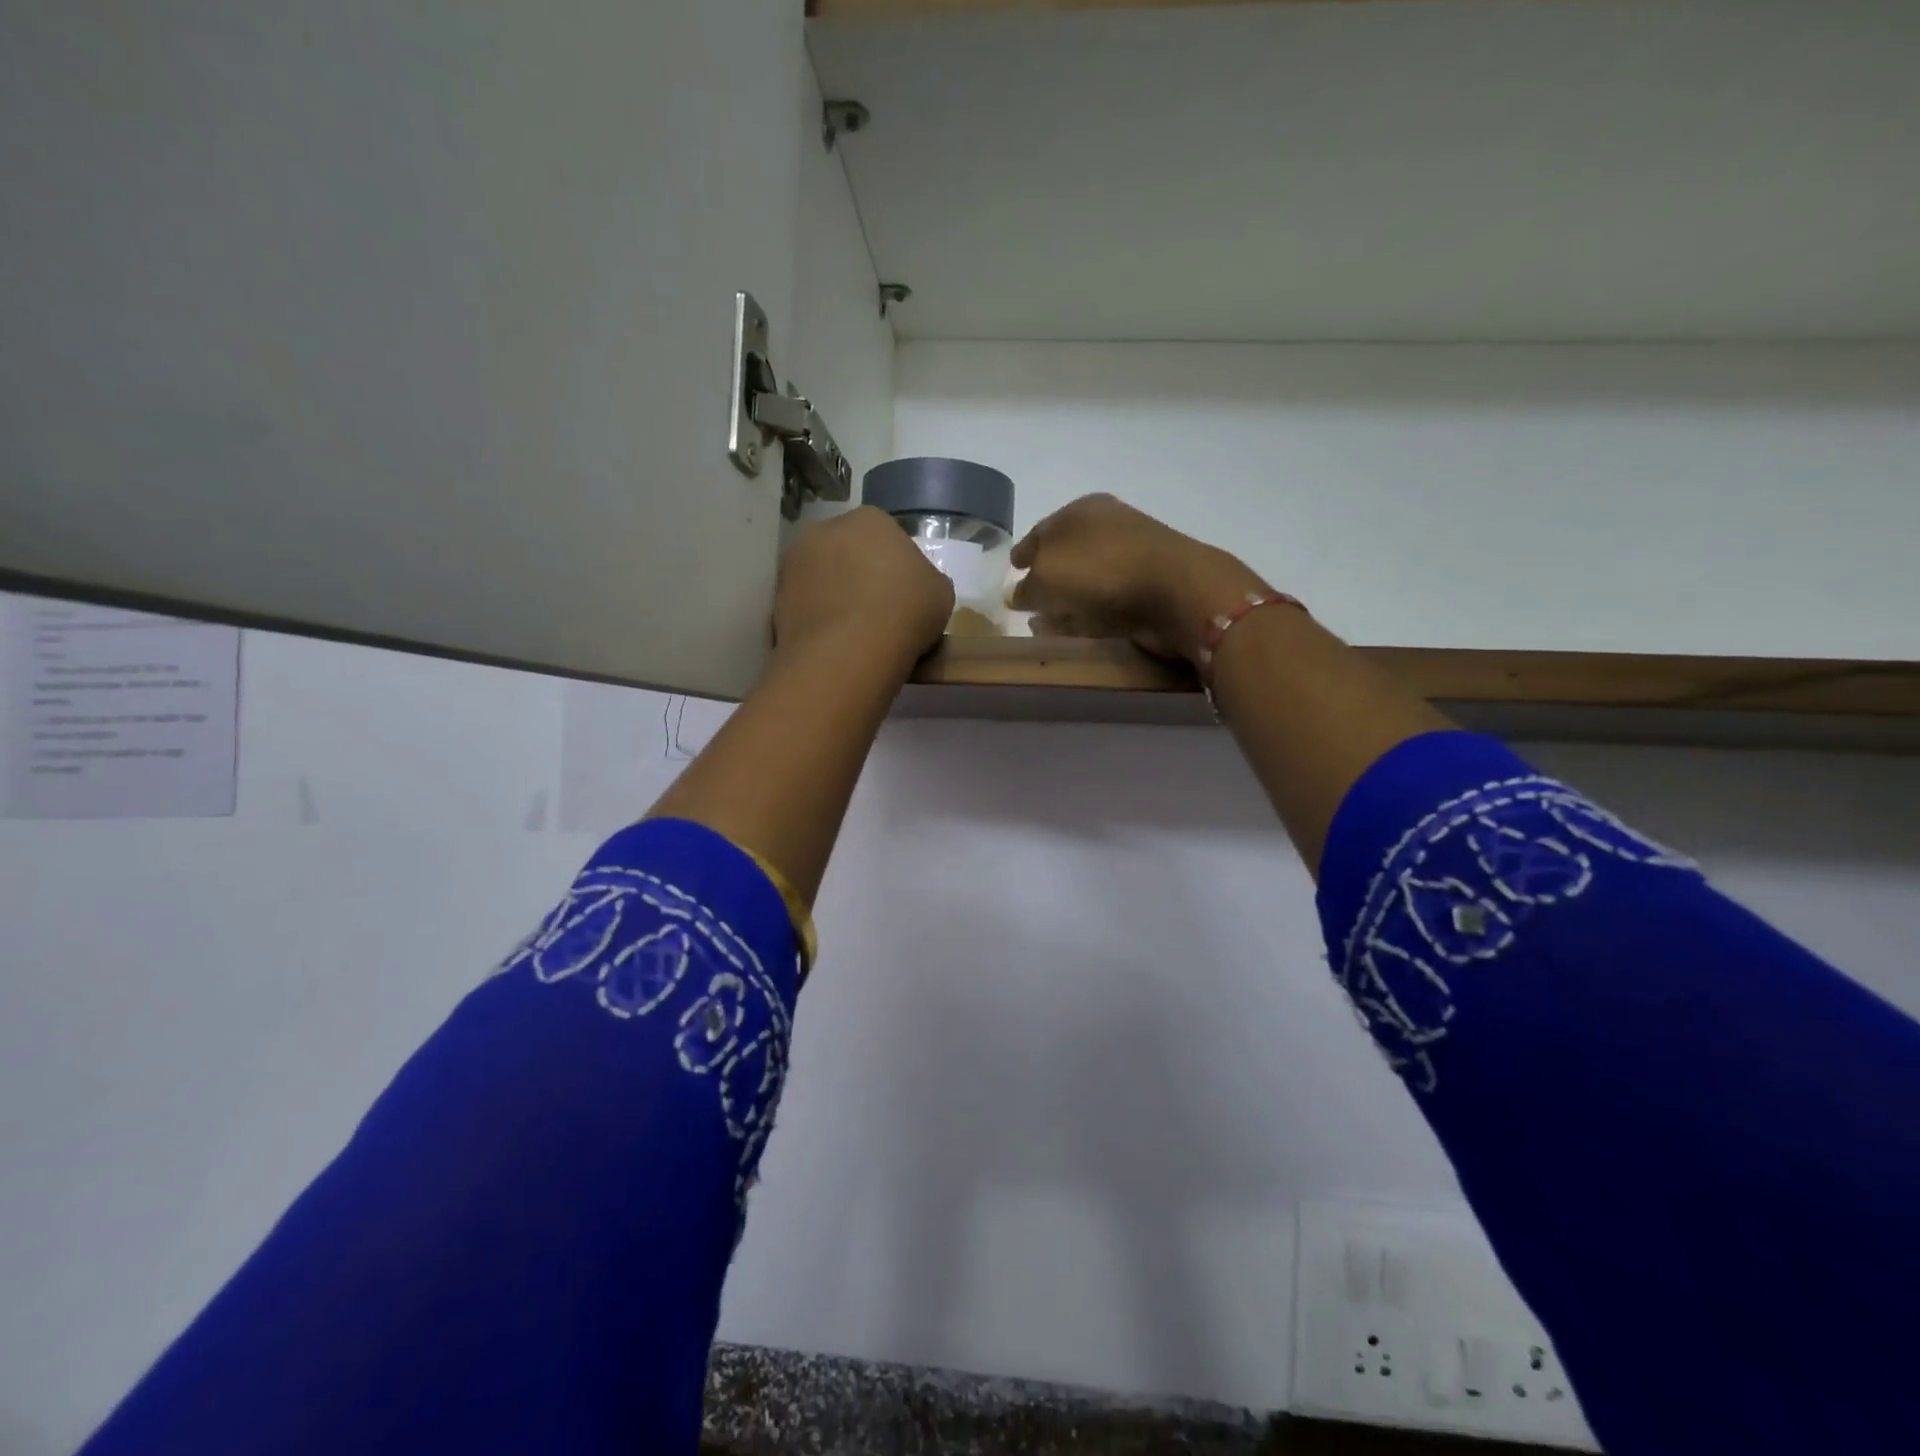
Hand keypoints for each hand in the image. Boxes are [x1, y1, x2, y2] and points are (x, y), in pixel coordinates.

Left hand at [774, 506, 954, 668]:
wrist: (850, 650)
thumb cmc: (906, 611)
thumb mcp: (941, 593)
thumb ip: (926, 580)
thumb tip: (915, 587)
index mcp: (870, 518)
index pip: (886, 536)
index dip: (896, 566)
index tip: (904, 595)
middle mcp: (825, 529)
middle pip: (847, 551)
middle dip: (859, 574)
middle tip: (878, 611)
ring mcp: (795, 562)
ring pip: (822, 577)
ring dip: (834, 596)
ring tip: (854, 632)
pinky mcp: (777, 597)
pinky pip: (805, 605)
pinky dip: (817, 619)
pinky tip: (834, 644)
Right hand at [1008, 494, 1264, 661]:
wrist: (1174, 590)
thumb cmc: (1100, 570)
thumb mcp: (1046, 576)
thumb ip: (1027, 588)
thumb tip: (1016, 595)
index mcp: (1081, 510)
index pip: (1041, 530)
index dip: (1024, 552)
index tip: (1012, 569)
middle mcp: (1106, 528)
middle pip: (1065, 555)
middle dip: (1044, 577)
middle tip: (1026, 600)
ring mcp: (1129, 559)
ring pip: (1084, 581)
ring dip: (1064, 601)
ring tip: (1043, 623)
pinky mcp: (1145, 590)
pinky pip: (1104, 604)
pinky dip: (1086, 615)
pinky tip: (1072, 630)